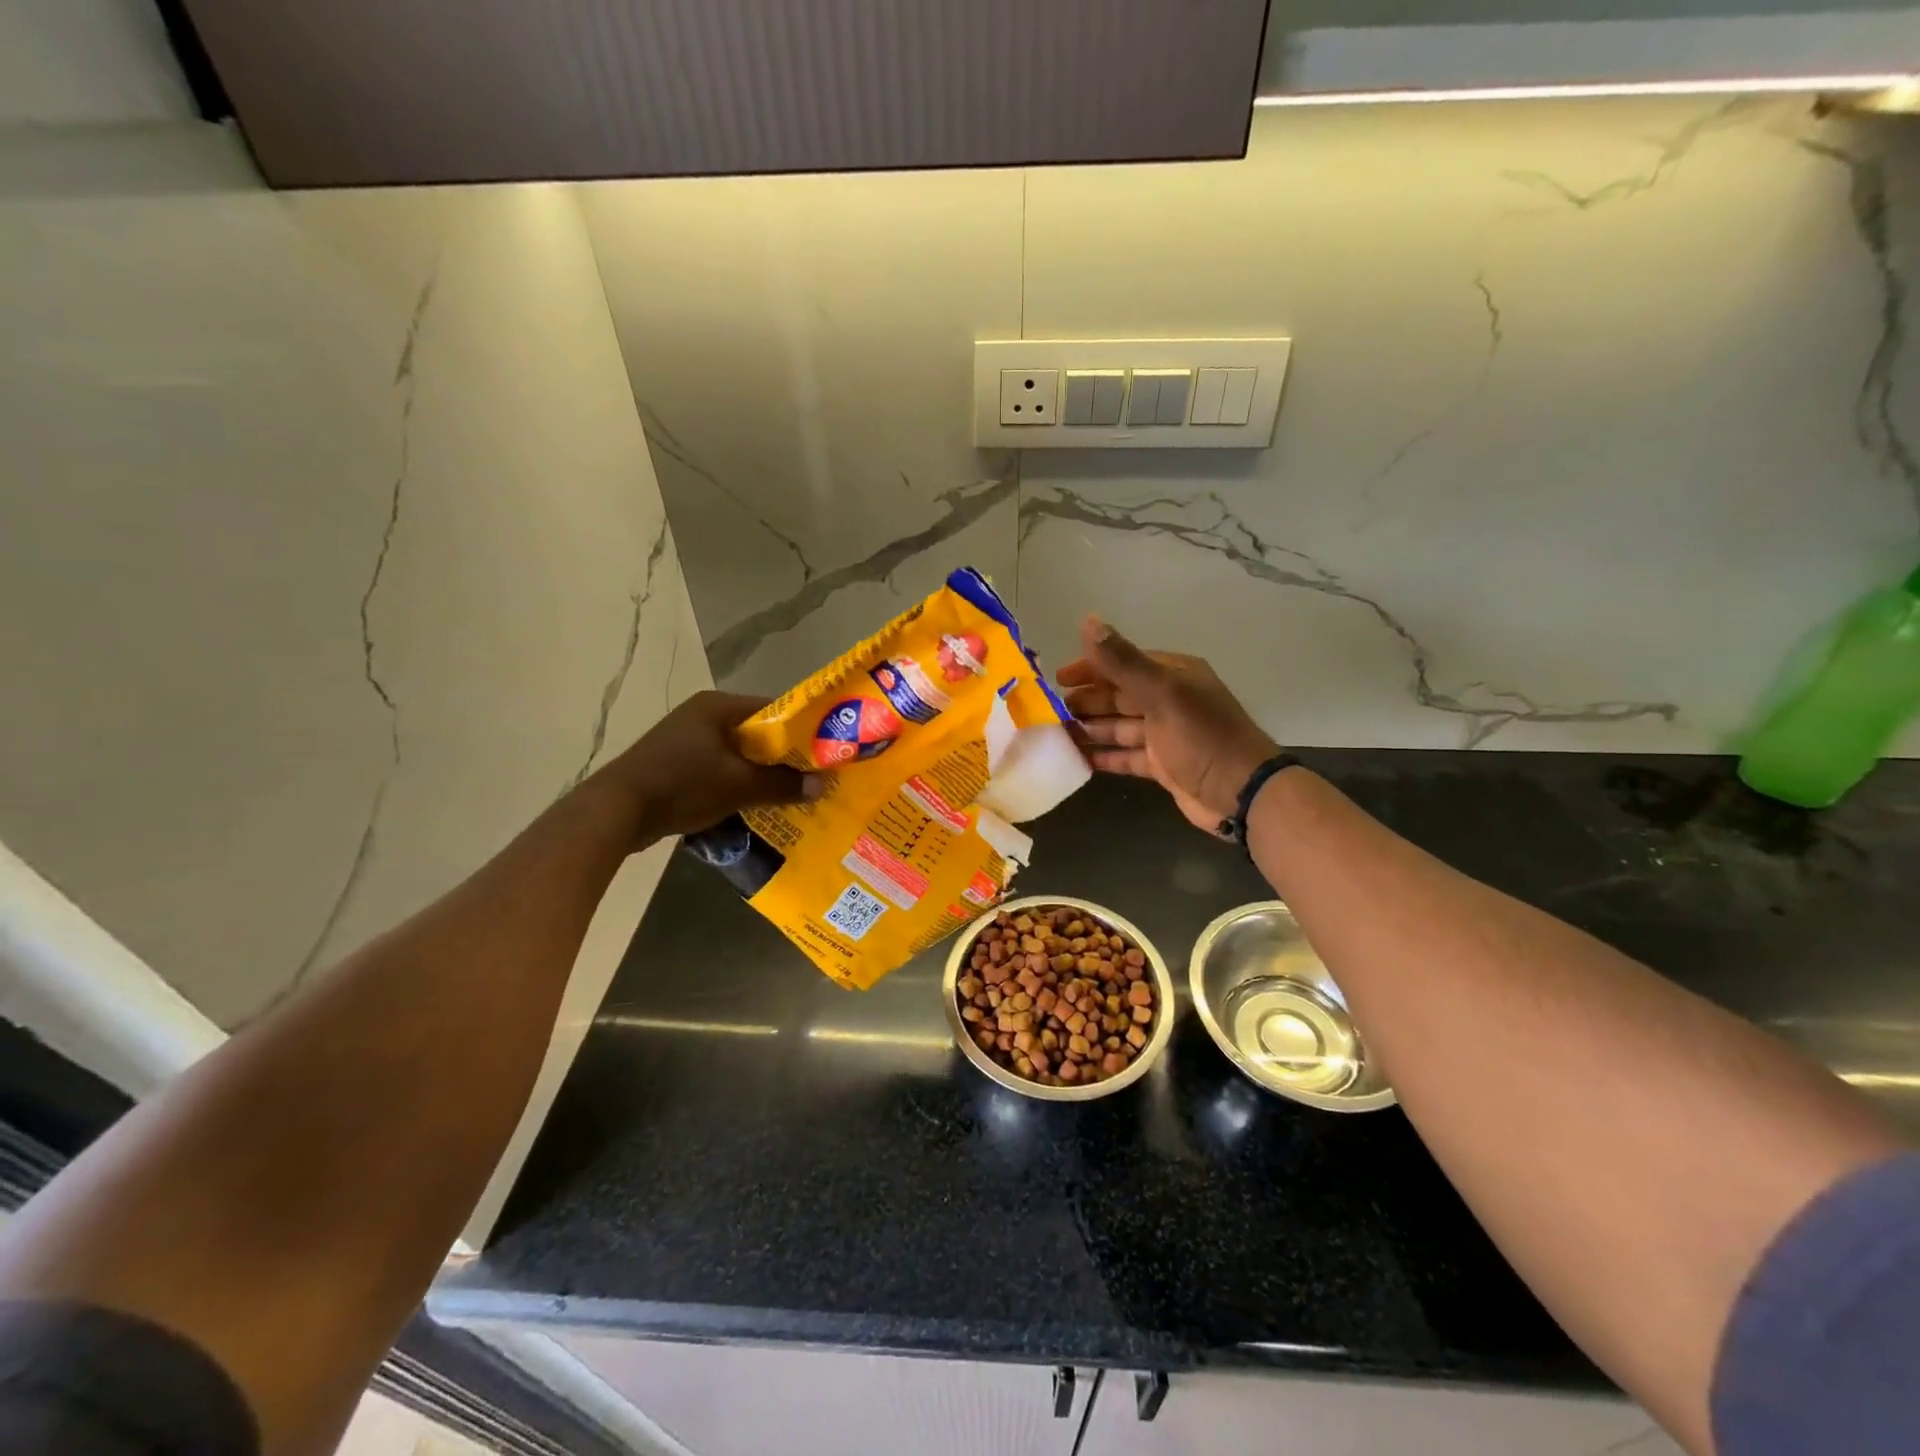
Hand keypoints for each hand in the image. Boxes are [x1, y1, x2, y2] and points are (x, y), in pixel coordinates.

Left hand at [597, 691, 818, 840]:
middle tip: (811, 776)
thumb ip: (782, 784)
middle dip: (783, 756)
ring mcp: (685, 740)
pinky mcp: (675, 765)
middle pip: (756, 733)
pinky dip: (737, 784)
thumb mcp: (739, 785)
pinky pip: (719, 769)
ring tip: (789, 793)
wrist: (617, 811)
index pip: (772, 709)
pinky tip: (754, 804)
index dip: (801, 729)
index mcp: (717, 707)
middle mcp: (702, 716)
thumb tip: (821, 786)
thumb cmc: (682, 785)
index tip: (824, 750)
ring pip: (737, 754)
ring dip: (760, 773)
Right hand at [1057, 617, 1279, 835]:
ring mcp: (1165, 734)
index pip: (1124, 663)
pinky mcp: (1162, 765)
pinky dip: (1103, 755)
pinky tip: (1076, 758)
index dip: (1090, 668)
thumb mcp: (1162, 694)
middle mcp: (1169, 700)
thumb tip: (1088, 621)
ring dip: (1090, 728)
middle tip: (1051, 710)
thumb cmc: (1202, 737)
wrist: (1241, 794)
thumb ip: (1123, 661)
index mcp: (1174, 675)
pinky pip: (1125, 755)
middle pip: (1118, 695)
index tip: (1057, 678)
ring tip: (1055, 733)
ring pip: (1119, 726)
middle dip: (1086, 701)